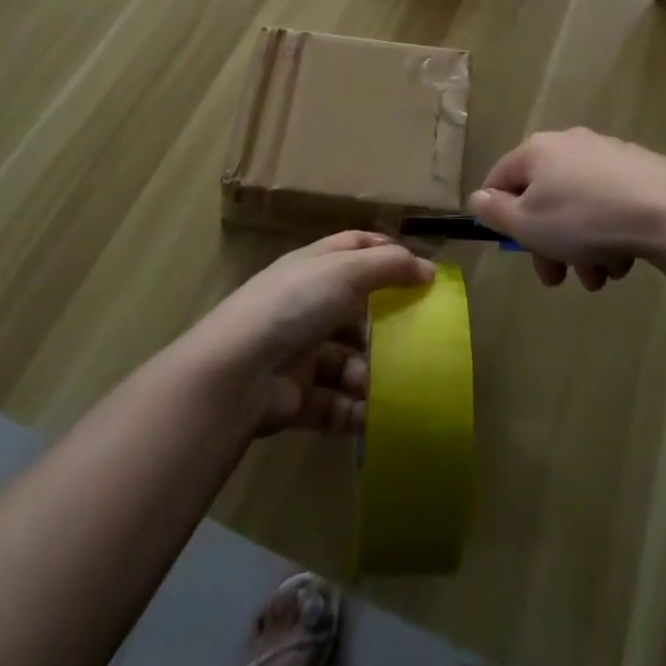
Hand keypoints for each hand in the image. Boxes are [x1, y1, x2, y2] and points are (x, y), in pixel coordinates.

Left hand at [194, 232, 434, 434]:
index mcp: (314, 268)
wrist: (237, 372)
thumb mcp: (345, 271)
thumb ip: (389, 267)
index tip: (419, 271)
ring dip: (373, 373)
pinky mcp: (298, 397)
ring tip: (396, 385)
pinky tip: (379, 415)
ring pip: (349, 360)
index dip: (385, 254)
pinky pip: (337, 403)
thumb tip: (428, 269)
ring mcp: (301, 352)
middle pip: (356, 310)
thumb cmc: (295, 305)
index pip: (354, 249)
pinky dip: (358, 410)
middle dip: (387, 325)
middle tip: (420, 339)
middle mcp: (307, 305)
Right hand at [467, 128, 665, 290]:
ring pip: (578, 206)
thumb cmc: (584, 218)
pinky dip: (608, 232)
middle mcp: (569, 143)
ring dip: (580, 246)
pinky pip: (609, 204)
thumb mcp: (527, 224)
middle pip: (543, 197)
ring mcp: (606, 154)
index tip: (512, 247)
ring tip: (600, 277)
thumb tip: (479, 198)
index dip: (497, 214)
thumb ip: (495, 212)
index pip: (500, 178)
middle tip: (557, 279)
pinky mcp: (639, 169)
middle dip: (548, 244)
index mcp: (537, 150)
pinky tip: (623, 258)